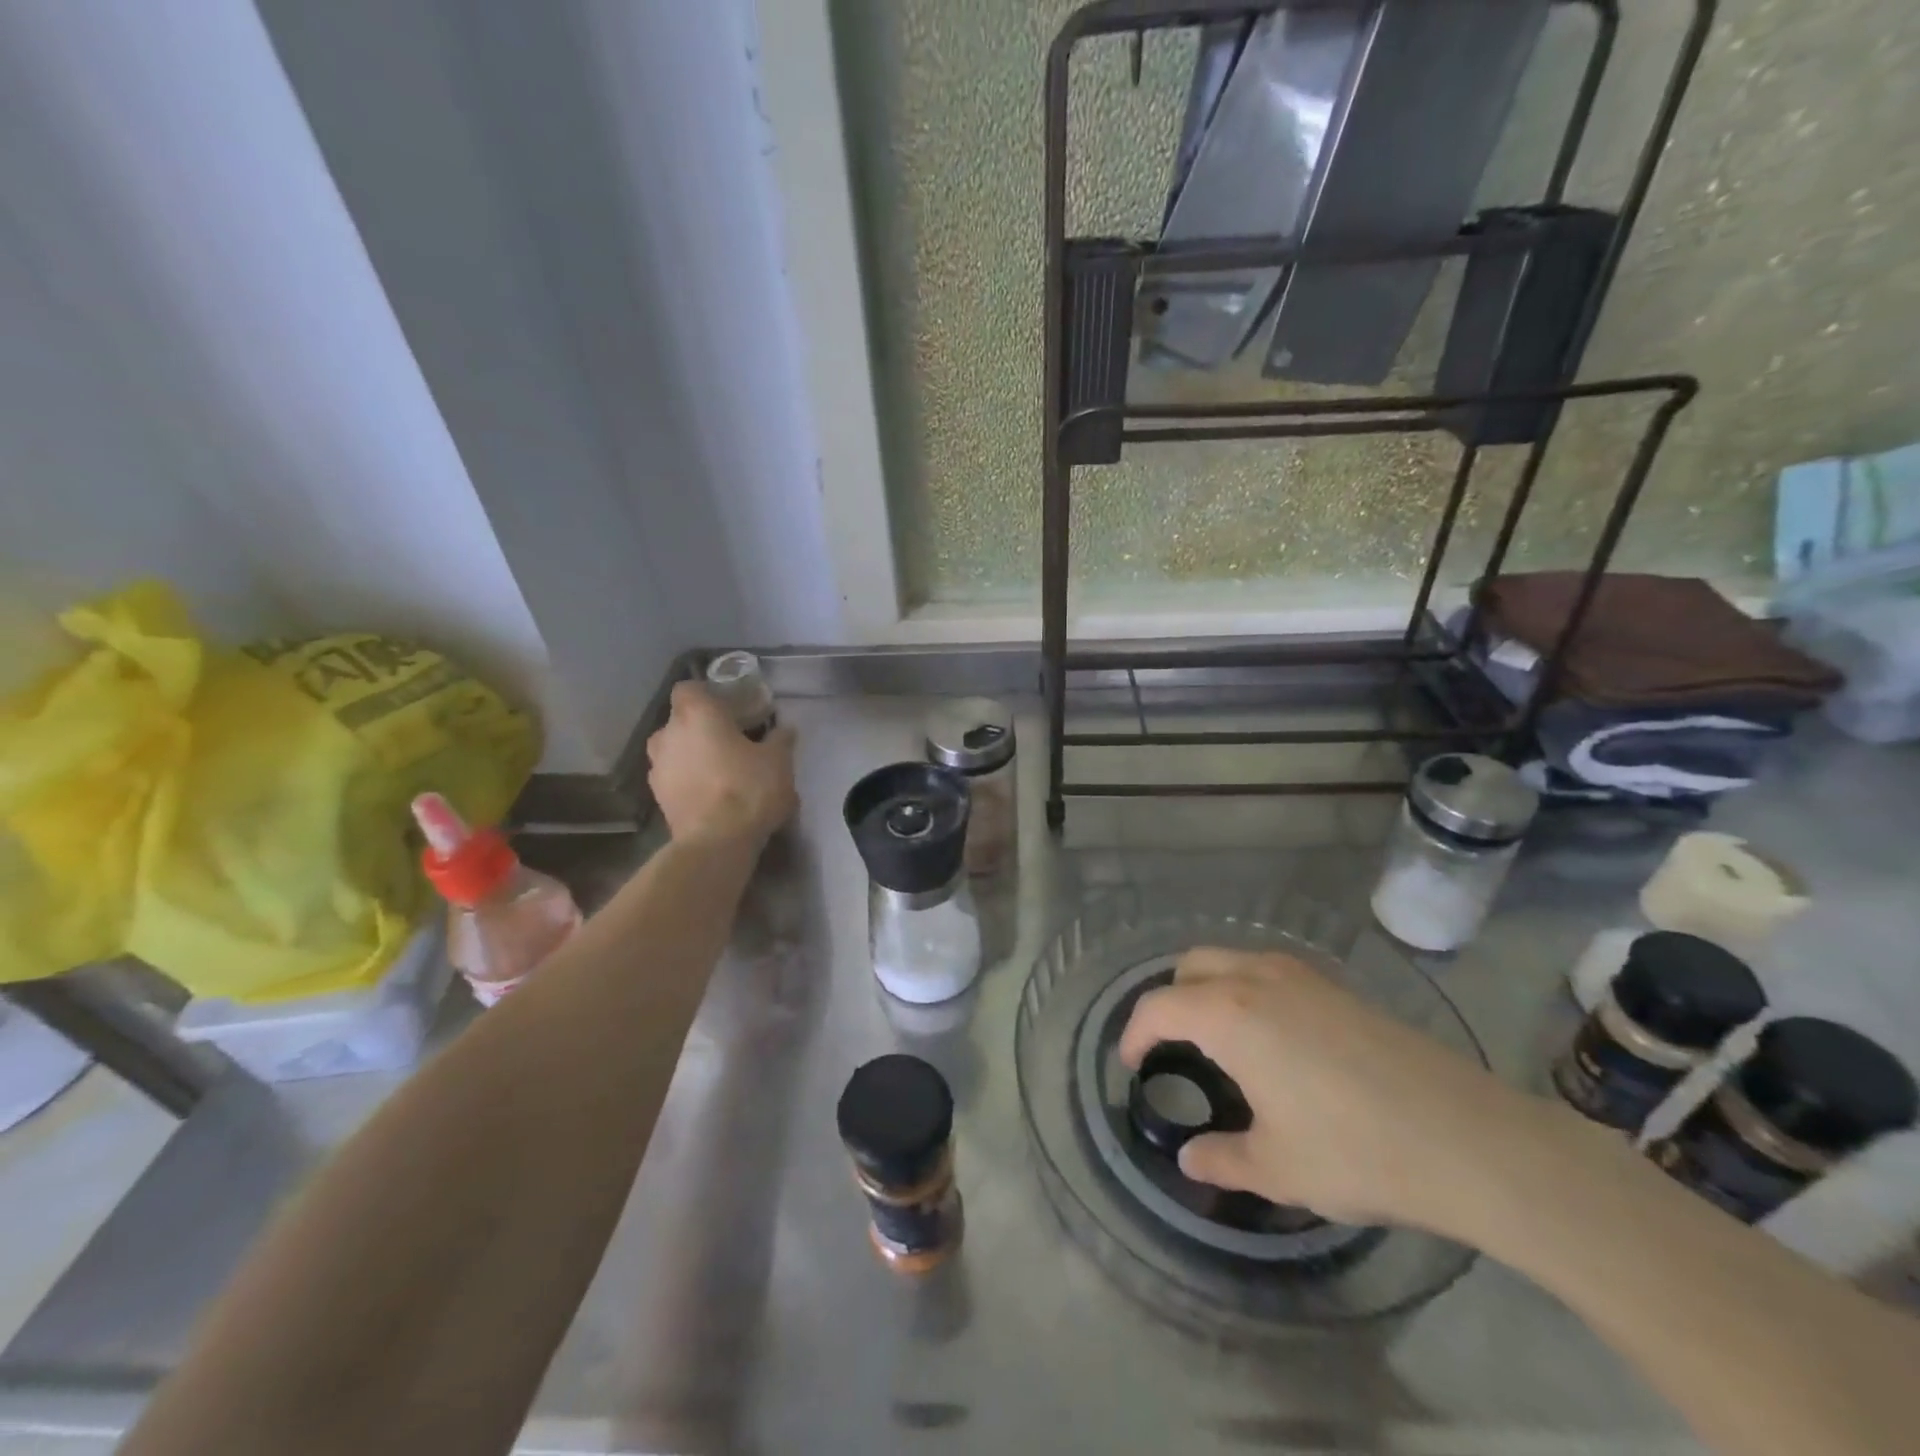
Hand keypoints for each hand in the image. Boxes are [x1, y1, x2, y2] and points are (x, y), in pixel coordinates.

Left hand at [646, 682, 796, 845]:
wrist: (716, 842)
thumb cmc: (748, 789)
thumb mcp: (779, 761)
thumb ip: (780, 739)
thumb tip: (784, 729)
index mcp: (697, 714)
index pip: (689, 688)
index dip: (707, 695)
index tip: (728, 706)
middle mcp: (668, 734)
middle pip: (681, 720)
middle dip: (703, 727)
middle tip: (732, 740)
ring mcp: (658, 767)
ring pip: (675, 750)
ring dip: (693, 754)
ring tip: (722, 770)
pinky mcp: (657, 797)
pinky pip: (675, 777)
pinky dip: (689, 780)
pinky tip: (713, 794)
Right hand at [1119, 947, 1529, 1231]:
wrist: (1468, 1138)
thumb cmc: (1355, 1150)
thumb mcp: (1277, 1168)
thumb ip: (1222, 1159)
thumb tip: (1191, 1159)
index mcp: (1228, 1015)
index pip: (1158, 1006)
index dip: (1134, 1034)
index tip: (1130, 1064)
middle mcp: (1257, 979)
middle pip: (1190, 966)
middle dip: (1170, 1000)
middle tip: (1172, 1048)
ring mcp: (1302, 976)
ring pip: (1232, 960)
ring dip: (1210, 989)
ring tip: (1220, 1042)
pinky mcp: (1338, 987)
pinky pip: (1270, 971)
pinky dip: (1248, 991)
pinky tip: (1275, 1041)